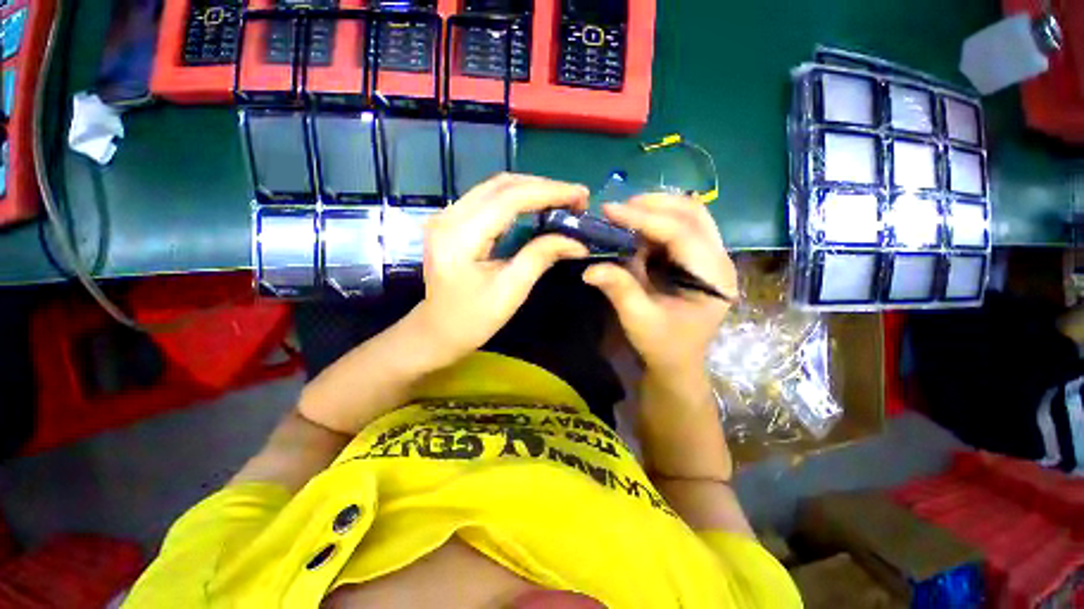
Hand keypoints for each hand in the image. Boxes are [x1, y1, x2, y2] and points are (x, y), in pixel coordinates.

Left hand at [414, 173, 589, 363]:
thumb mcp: (511, 291)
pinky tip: (536, 208)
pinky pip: (489, 198)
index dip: (549, 192)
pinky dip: (517, 199)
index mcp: (460, 235)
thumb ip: (541, 257)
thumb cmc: (473, 319)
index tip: (581, 195)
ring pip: (496, 187)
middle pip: (502, 185)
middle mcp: (449, 216)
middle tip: (575, 199)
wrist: (437, 331)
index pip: (510, 198)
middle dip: (543, 187)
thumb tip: (576, 242)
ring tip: (561, 201)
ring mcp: (447, 215)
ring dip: (531, 190)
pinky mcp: (452, 221)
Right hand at [582, 194, 736, 383]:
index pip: (682, 232)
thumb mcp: (639, 320)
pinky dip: (655, 222)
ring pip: (688, 214)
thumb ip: (619, 289)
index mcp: (713, 277)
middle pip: (692, 213)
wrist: (677, 362)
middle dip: (653, 205)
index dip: (644, 218)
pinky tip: (634, 229)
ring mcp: (710, 257)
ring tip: (623, 214)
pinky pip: (679, 227)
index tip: (610, 210)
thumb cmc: (663, 345)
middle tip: (617, 209)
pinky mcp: (696, 258)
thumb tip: (590, 267)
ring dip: (655, 209)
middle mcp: (719, 260)